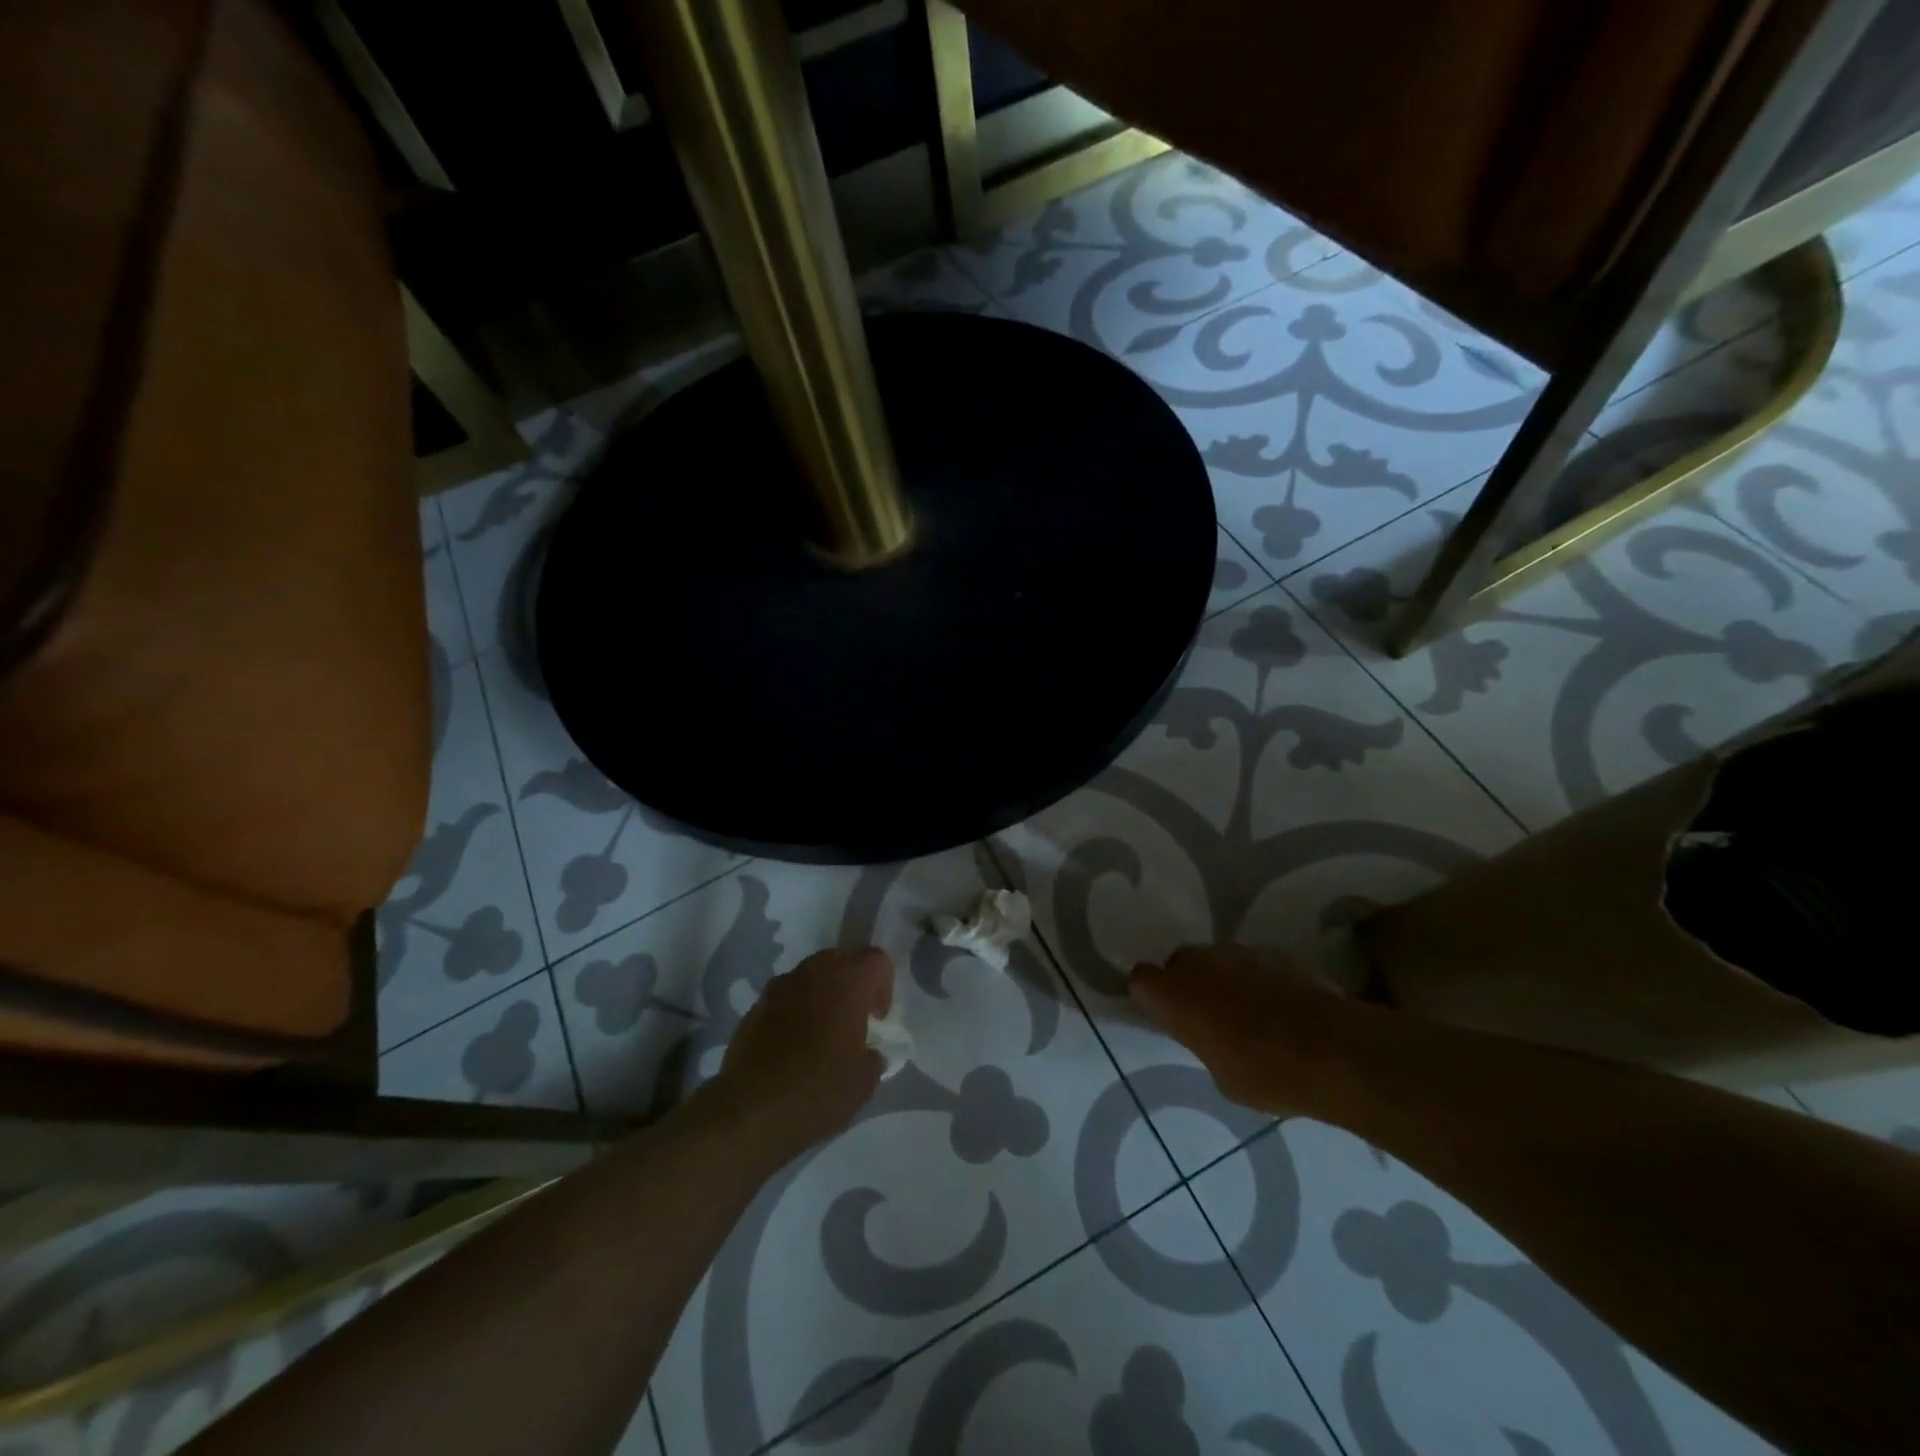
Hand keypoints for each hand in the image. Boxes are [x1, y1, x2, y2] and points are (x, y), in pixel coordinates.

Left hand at [714, 947, 894, 1157]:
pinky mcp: (753, 1008)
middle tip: (853, 1020)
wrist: (749, 1111)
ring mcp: (778, 988)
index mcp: (847, 981)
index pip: (877, 960)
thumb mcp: (864, 1081)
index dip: (884, 985)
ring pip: (809, 977)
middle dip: (851, 984)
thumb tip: (866, 1052)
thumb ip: (872, 1055)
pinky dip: (793, 1013)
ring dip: (820, 996)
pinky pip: (783, 999)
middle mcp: (812, 973)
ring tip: (820, 1035)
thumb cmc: (818, 1090)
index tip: (877, 1019)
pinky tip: (791, 1049)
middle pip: (840, 960)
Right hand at [1129, 945, 1356, 1116]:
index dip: (1150, 994)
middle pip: (1179, 962)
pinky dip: (1255, 980)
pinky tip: (1277, 1007)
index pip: (1140, 978)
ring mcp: (1236, 953)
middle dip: (1187, 982)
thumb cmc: (1266, 1073)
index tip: (1165, 1014)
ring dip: (1221, 979)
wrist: (1333, 1049)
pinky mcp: (1273, 953)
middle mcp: (1197, 964)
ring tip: (1247, 1012)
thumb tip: (1211, 1036)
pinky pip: (1250, 964)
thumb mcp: (1221, 1076)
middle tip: (1207, 1015)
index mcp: (1173, 995)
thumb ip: (1203, 1043)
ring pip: (1216, 961)